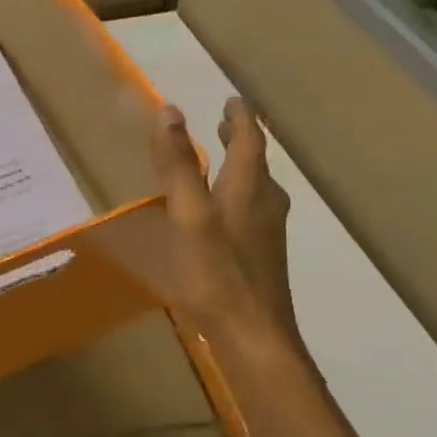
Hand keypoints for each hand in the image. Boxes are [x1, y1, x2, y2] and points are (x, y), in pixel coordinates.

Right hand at [151, 99, 300, 348]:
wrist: (253, 337)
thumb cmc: (216, 273)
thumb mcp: (188, 214)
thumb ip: (178, 165)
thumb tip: (170, 111)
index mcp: (248, 189)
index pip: (249, 140)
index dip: (240, 117)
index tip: (232, 98)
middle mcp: (264, 205)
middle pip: (256, 163)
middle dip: (240, 140)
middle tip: (223, 123)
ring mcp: (266, 234)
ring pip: (256, 188)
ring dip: (239, 167)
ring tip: (219, 160)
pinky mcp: (260, 258)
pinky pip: (250, 211)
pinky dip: (235, 195)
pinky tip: (219, 213)